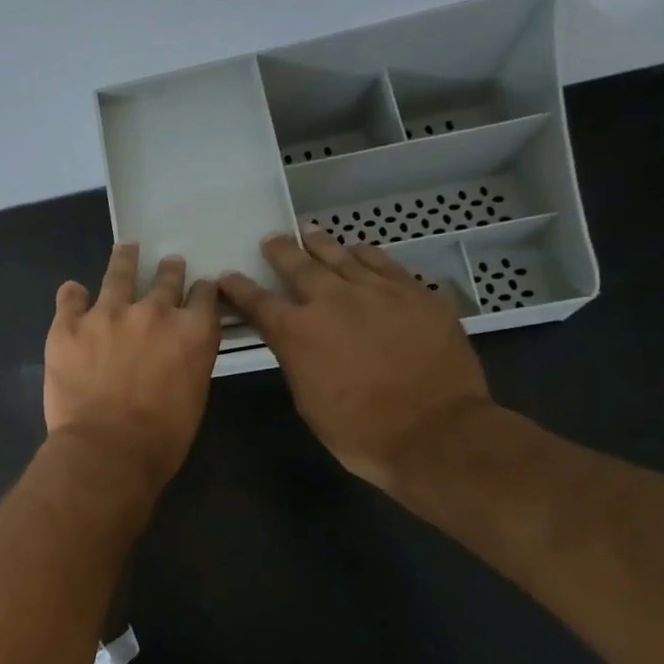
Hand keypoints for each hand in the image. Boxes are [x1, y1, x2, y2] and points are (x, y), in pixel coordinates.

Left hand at [45, 244, 220, 494]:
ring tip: (127, 249)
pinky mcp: (68, 326)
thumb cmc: (160, 439)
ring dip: (125, 260)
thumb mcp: (193, 398)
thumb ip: (188, 362)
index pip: (204, 296)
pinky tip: (73, 291)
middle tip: (170, 264)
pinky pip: (70, 297)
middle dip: (170, 271)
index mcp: (192, 332)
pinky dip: (73, 294)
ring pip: (119, 274)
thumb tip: (177, 352)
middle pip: (166, 279)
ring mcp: (107, 314)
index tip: (200, 287)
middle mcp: (154, 312)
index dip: (202, 290)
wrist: (106, 450)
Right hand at [218, 231, 491, 489]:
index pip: (258, 302)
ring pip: (343, 257)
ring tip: (310, 232)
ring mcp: (378, 292)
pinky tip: (360, 249)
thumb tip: (296, 341)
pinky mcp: (416, 294)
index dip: (240, 289)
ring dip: (322, 244)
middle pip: (299, 266)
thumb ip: (296, 359)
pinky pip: (384, 264)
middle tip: (271, 239)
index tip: (228, 276)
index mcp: (297, 332)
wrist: (435, 431)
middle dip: (281, 252)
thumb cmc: (360, 430)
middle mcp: (332, 301)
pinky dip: (366, 255)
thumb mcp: (308, 400)